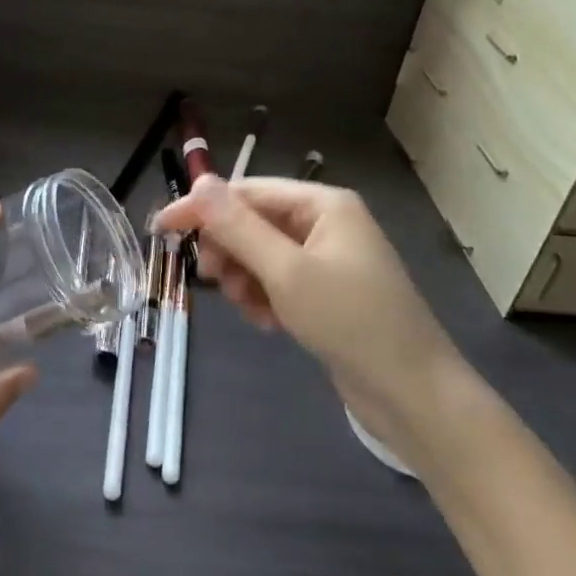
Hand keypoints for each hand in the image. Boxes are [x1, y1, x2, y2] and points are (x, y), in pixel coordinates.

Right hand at [154, 176, 466, 453]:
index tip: (161, 229)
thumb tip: (200, 180)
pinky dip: (264, 297)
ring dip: (244, 278)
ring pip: (261, 254)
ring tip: (249, 309)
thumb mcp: (286, 272)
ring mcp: (328, 259)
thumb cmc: (351, 322)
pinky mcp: (327, 292)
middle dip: (229, 250)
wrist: (414, 395)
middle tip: (212, 280)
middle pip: (253, 222)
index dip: (202, 208)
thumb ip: (239, 227)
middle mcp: (325, 223)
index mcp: (322, 204)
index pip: (246, 192)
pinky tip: (267, 323)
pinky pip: (278, 280)